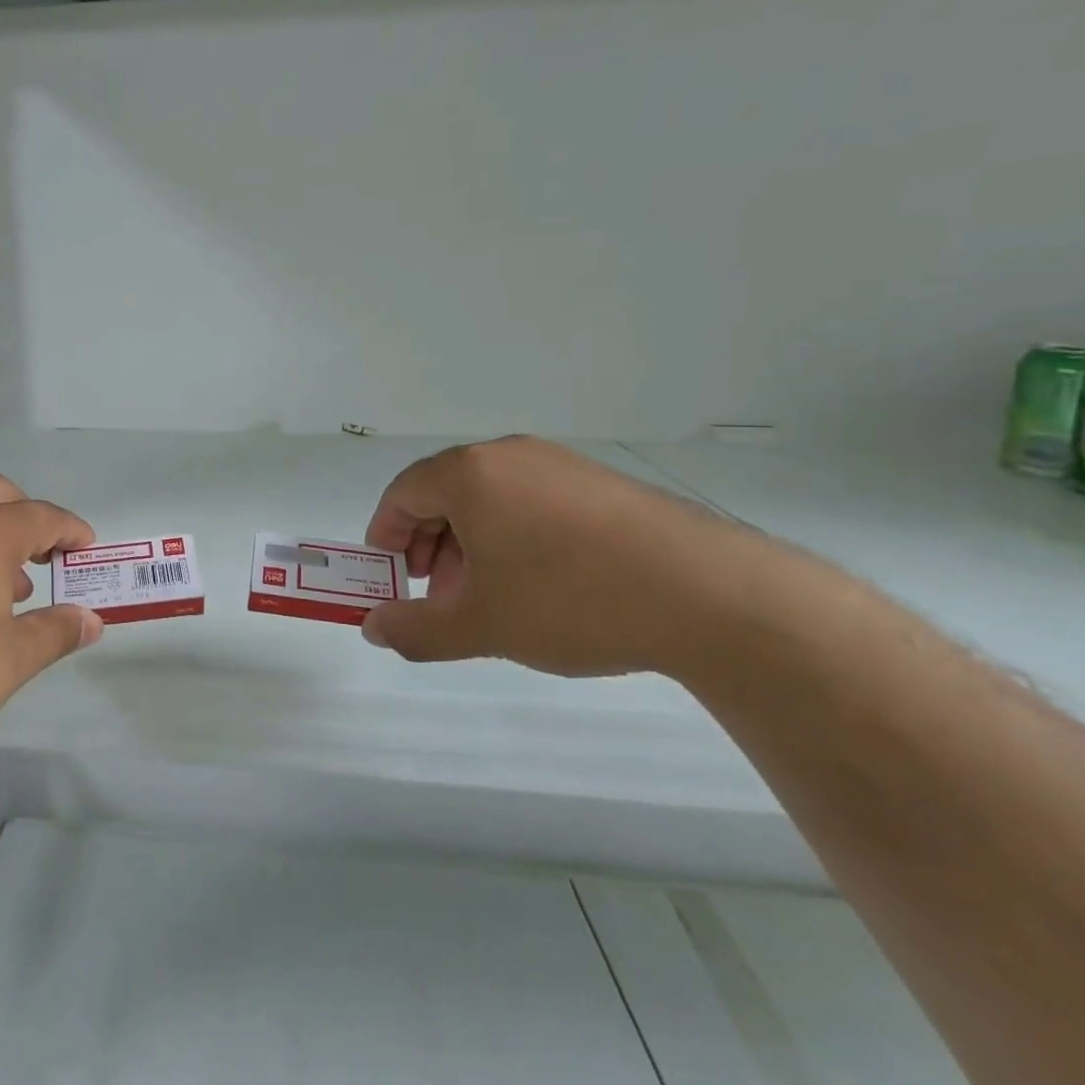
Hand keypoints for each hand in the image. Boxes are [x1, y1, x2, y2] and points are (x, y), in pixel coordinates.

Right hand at [361, 436, 797, 680]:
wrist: (710, 595)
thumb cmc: (570, 600)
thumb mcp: (480, 626)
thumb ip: (415, 629)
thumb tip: (374, 628)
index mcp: (470, 475)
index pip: (403, 493)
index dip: (386, 534)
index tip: (390, 574)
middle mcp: (509, 456)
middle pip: (445, 492)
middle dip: (429, 544)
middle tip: (437, 593)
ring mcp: (560, 464)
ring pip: (491, 498)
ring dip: (471, 543)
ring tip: (488, 595)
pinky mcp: (601, 483)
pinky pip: (533, 501)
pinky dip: (514, 536)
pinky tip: (540, 583)